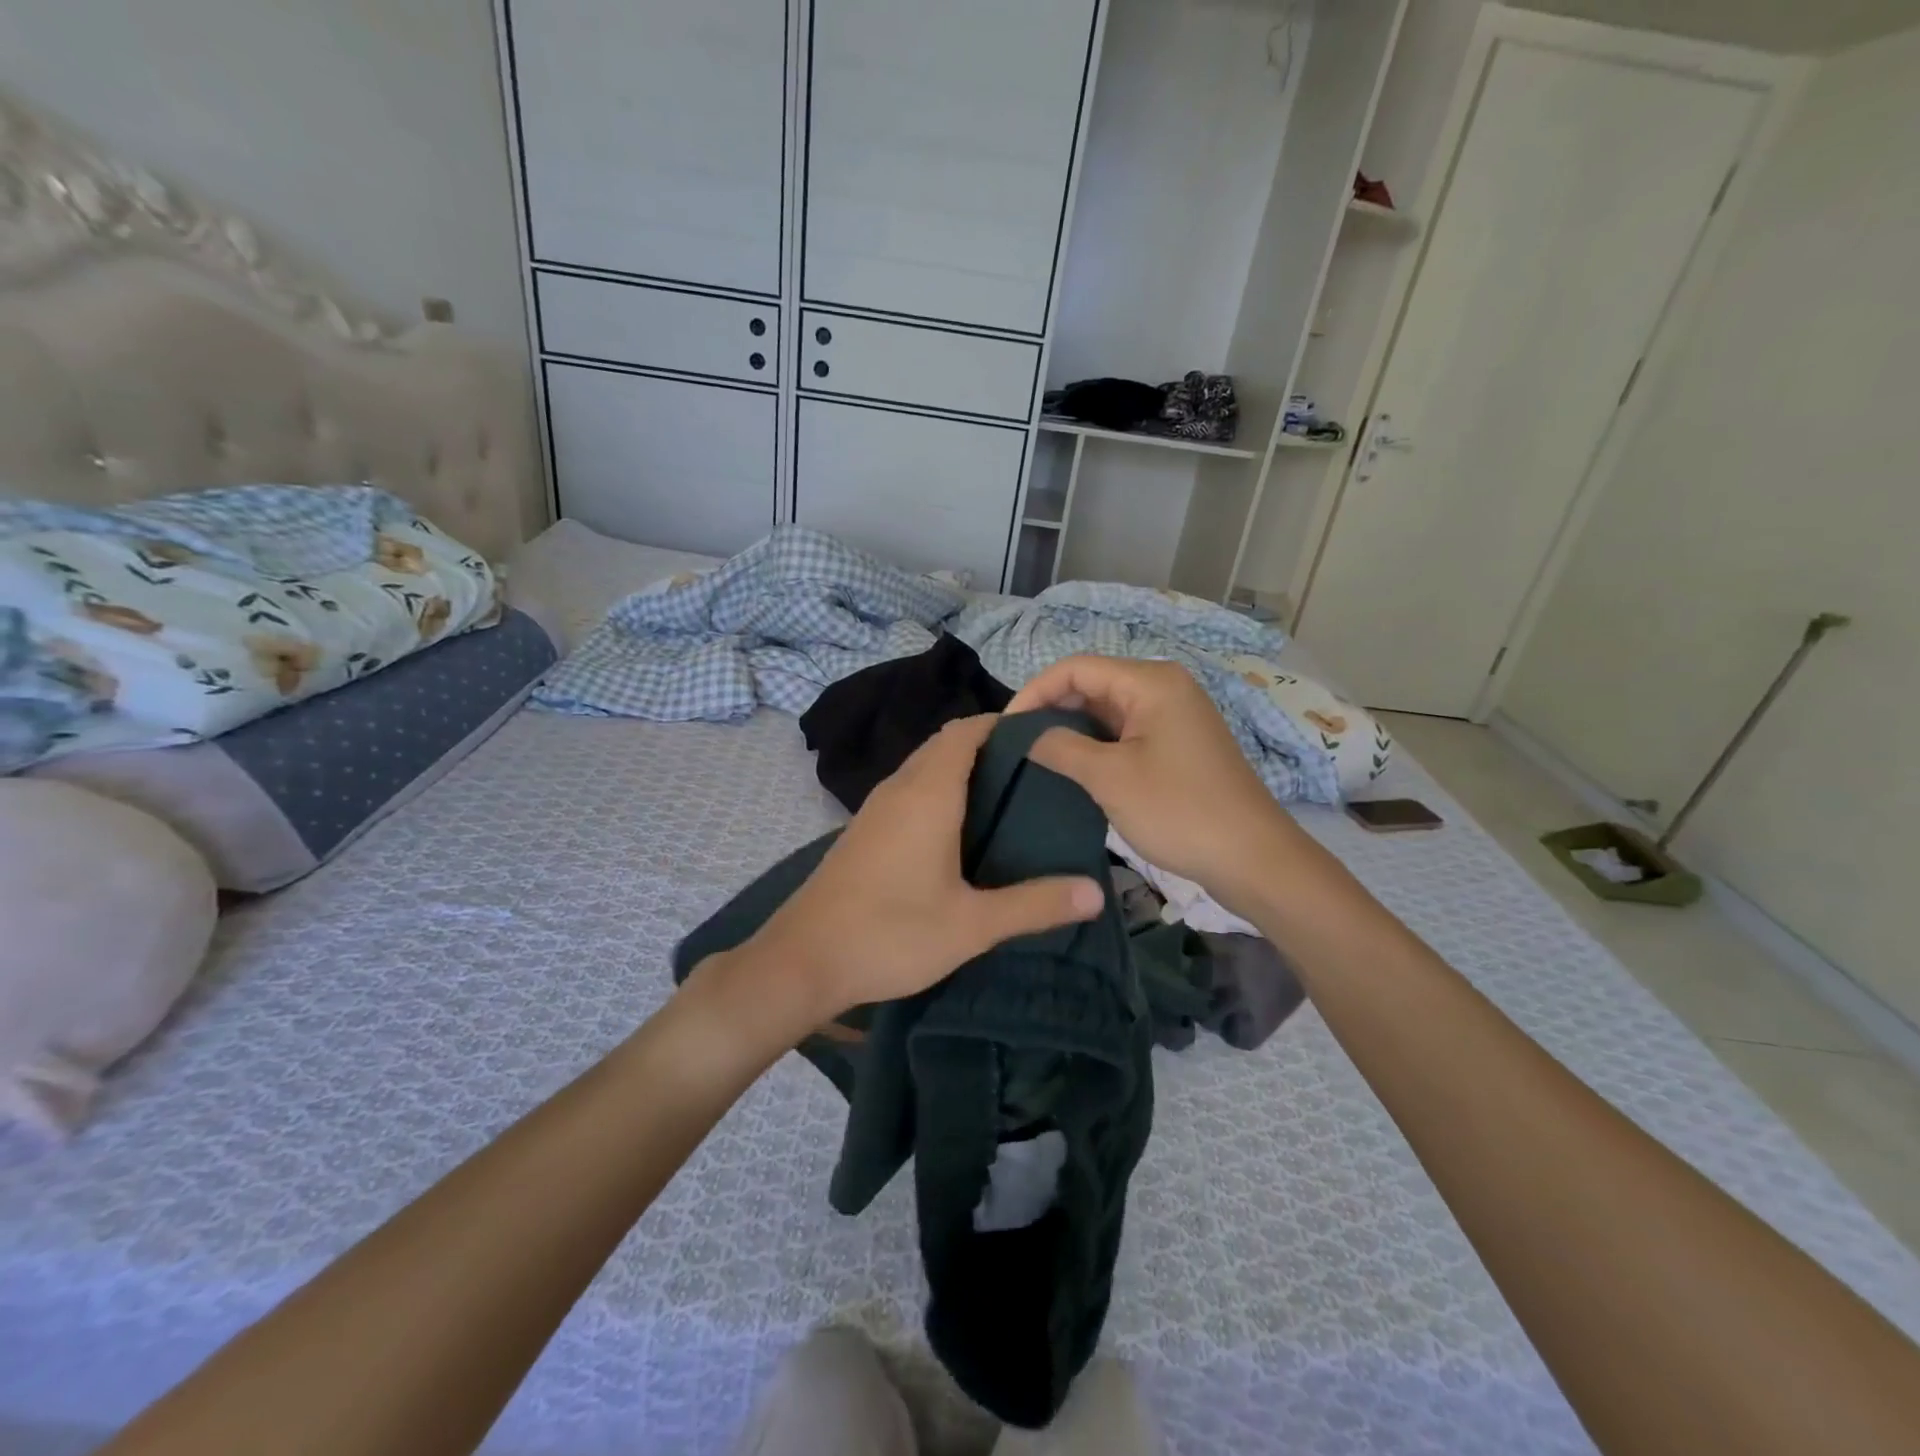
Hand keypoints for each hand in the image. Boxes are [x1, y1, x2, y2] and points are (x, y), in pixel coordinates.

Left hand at [747, 714, 1103, 1019]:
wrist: (802, 960)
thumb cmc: (891, 933)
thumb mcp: (972, 925)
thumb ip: (1034, 904)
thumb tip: (1096, 891)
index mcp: (928, 794)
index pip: (966, 731)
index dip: (1003, 724)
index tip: (1042, 737)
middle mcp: (899, 789)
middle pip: (945, 744)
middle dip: (988, 745)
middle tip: (1035, 771)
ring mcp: (875, 809)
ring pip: (923, 767)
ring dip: (960, 769)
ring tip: (1006, 796)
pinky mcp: (863, 831)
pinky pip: (908, 791)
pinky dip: (937, 791)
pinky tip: (958, 831)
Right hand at [1008, 656, 1302, 908]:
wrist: (1252, 858)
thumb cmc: (1178, 810)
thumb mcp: (1109, 777)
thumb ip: (1059, 747)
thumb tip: (1022, 735)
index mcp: (1150, 681)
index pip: (1075, 668)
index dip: (1034, 692)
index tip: (1005, 729)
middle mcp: (1164, 687)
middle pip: (1092, 684)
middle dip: (1051, 710)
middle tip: (1017, 746)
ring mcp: (1173, 715)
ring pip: (1106, 710)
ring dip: (1071, 729)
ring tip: (1037, 758)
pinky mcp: (1177, 743)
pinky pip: (1125, 731)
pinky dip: (1095, 744)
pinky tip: (1073, 767)